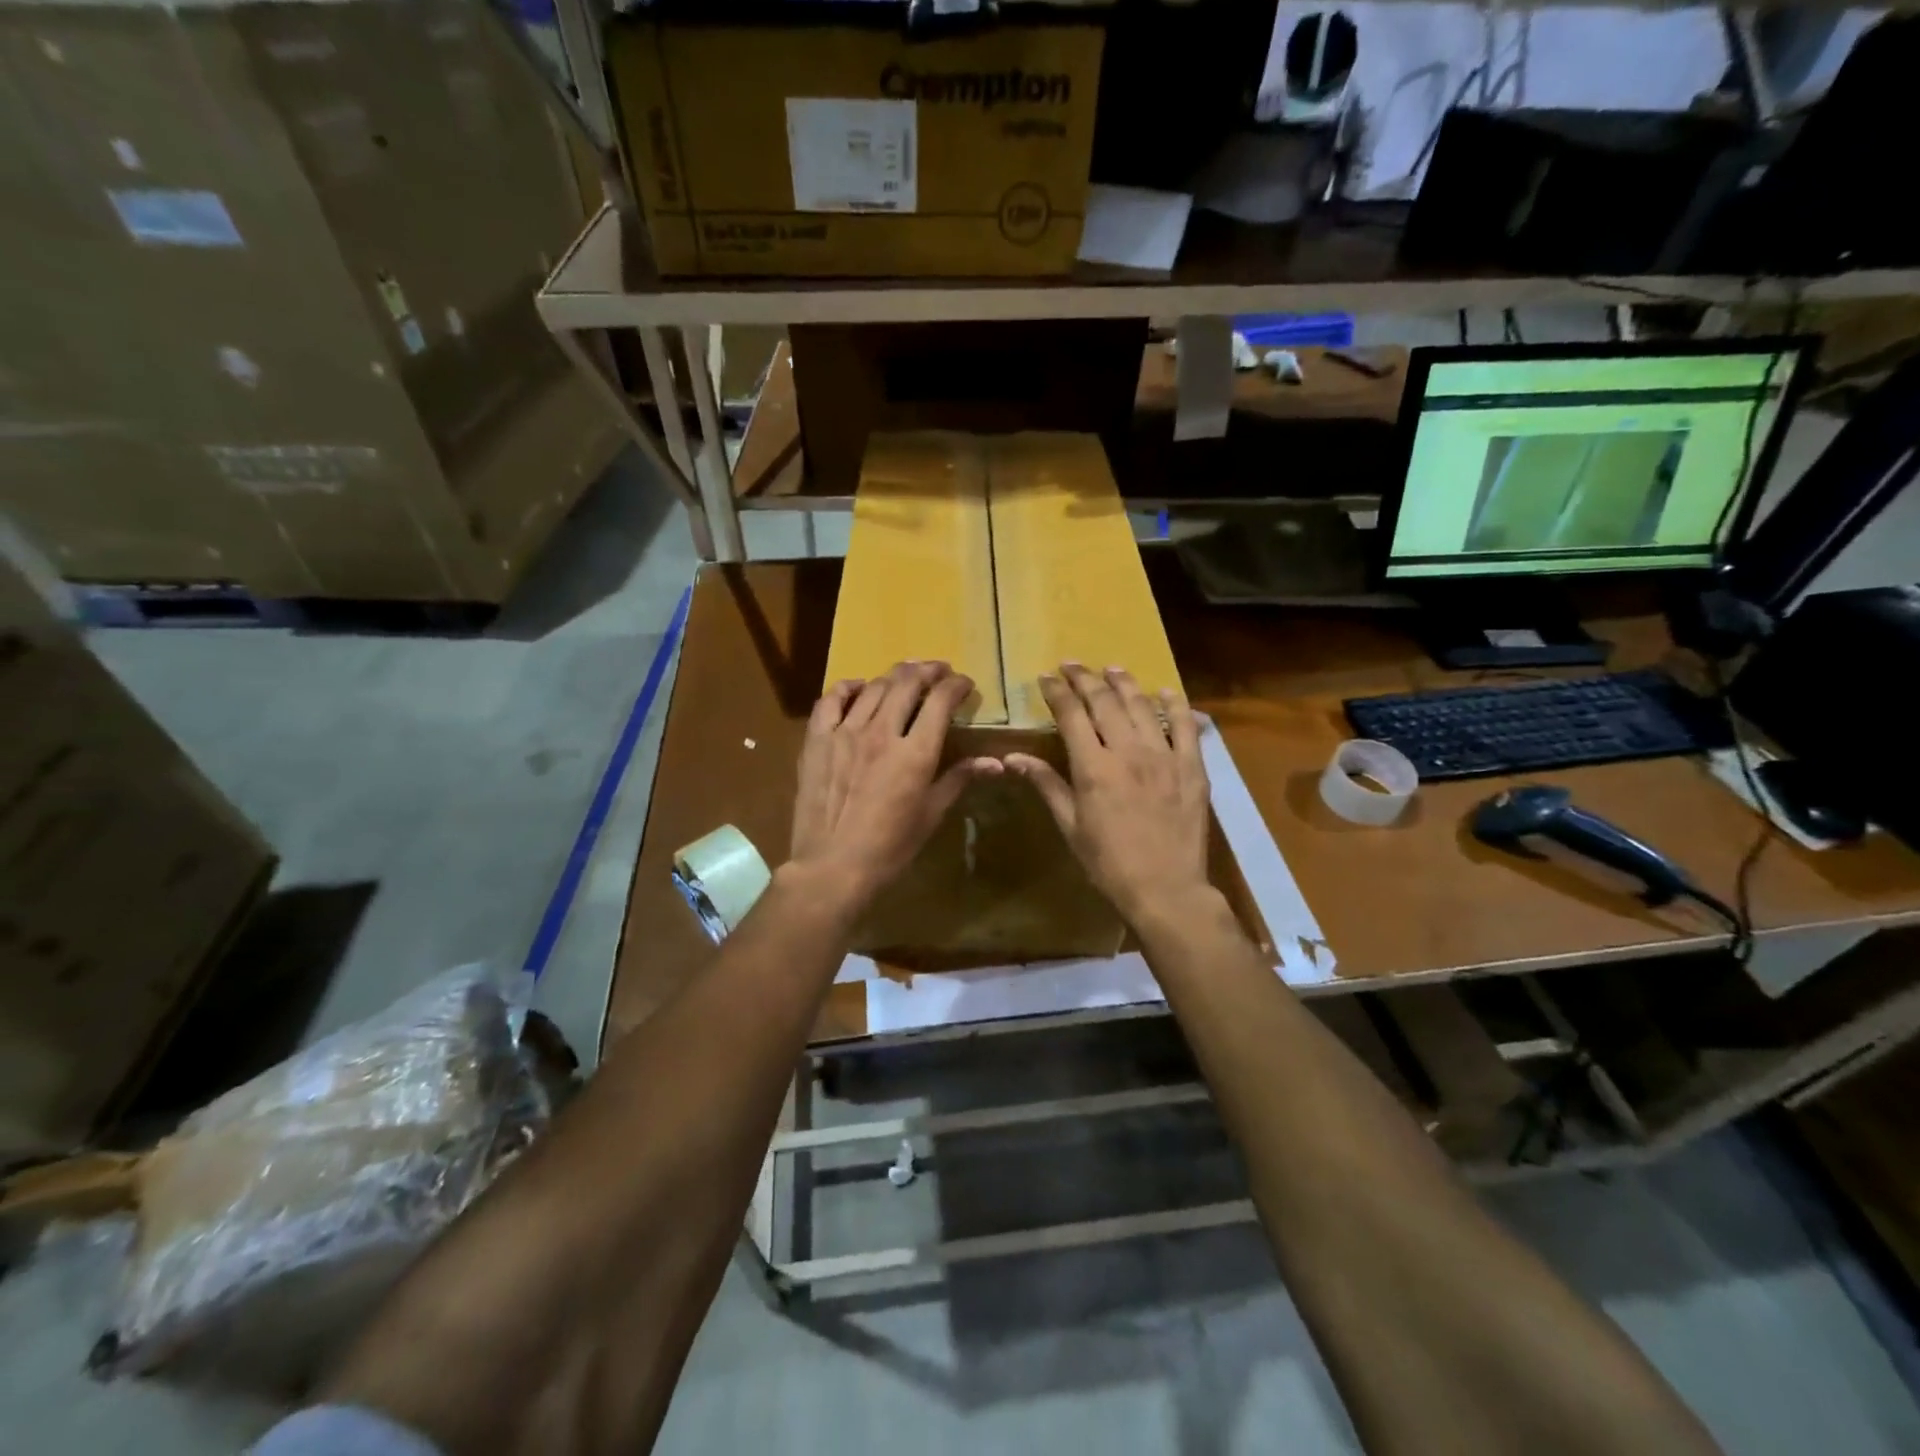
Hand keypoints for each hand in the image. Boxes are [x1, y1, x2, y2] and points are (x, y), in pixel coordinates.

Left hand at [789, 661, 999, 909]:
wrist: (832, 866)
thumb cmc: (890, 847)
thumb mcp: (931, 814)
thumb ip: (959, 779)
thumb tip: (995, 762)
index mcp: (915, 752)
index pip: (941, 701)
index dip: (956, 686)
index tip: (964, 685)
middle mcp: (881, 732)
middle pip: (907, 683)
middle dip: (928, 671)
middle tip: (939, 671)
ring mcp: (845, 732)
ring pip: (874, 687)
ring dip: (895, 676)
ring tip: (906, 675)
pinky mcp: (817, 740)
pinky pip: (832, 700)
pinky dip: (849, 687)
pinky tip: (859, 687)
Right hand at [1006, 665, 1210, 925]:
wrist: (1166, 889)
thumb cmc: (1109, 863)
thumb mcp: (1071, 826)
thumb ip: (1047, 785)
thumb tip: (1013, 758)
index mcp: (1094, 767)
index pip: (1071, 715)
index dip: (1057, 692)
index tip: (1047, 677)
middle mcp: (1129, 751)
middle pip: (1105, 702)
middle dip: (1085, 678)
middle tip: (1072, 665)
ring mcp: (1165, 756)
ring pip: (1142, 706)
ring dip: (1124, 683)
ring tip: (1112, 669)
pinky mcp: (1192, 766)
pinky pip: (1187, 726)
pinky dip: (1175, 704)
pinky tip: (1166, 692)